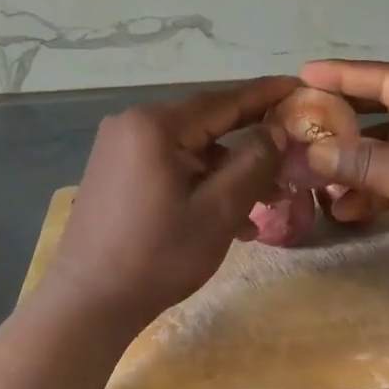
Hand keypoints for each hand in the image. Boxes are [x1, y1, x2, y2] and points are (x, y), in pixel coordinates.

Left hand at [42, 76, 297, 327]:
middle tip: (292, 153)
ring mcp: (119, 149)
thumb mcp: (219, 210)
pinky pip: (170, 166)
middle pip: (205, 125)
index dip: (265, 94)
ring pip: (190, 150)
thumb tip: (276, 132)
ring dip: (228, 173)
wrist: (89, 302)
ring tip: (267, 203)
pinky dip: (200, 184)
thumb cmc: (158, 255)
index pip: (223, 100)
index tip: (300, 87)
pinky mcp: (115, 173)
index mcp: (155, 125)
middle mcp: (132, 125)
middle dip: (250, 144)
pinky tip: (229, 218)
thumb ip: (254, 164)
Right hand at [297, 61, 388, 309]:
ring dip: (357, 164)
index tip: (303, 72)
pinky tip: (345, 208)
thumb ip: (361, 162)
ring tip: (314, 178)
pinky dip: (378, 189)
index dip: (344, 76)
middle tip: (301, 121)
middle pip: (388, 109)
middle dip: (345, 123)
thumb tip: (308, 154)